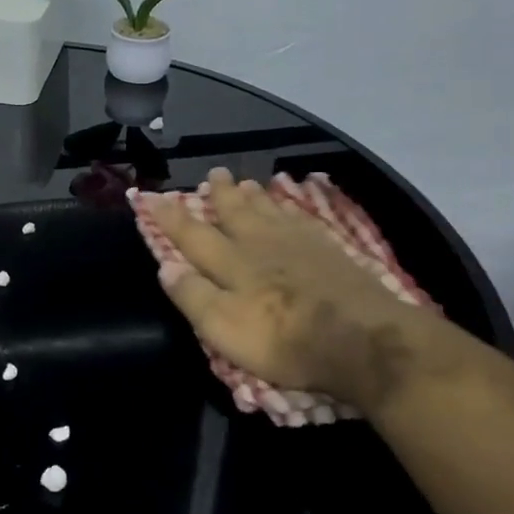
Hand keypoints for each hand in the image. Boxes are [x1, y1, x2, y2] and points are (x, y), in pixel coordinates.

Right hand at [142, 168, 455, 416]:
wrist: (362, 338)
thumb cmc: (285, 340)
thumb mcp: (224, 329)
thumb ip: (193, 296)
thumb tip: (165, 266)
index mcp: (231, 263)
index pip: (192, 235)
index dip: (170, 217)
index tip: (151, 196)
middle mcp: (260, 244)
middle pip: (235, 213)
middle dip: (220, 195)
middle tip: (214, 174)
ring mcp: (298, 244)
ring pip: (269, 211)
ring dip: (253, 196)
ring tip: (246, 183)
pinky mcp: (330, 251)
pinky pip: (301, 219)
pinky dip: (290, 208)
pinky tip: (291, 207)